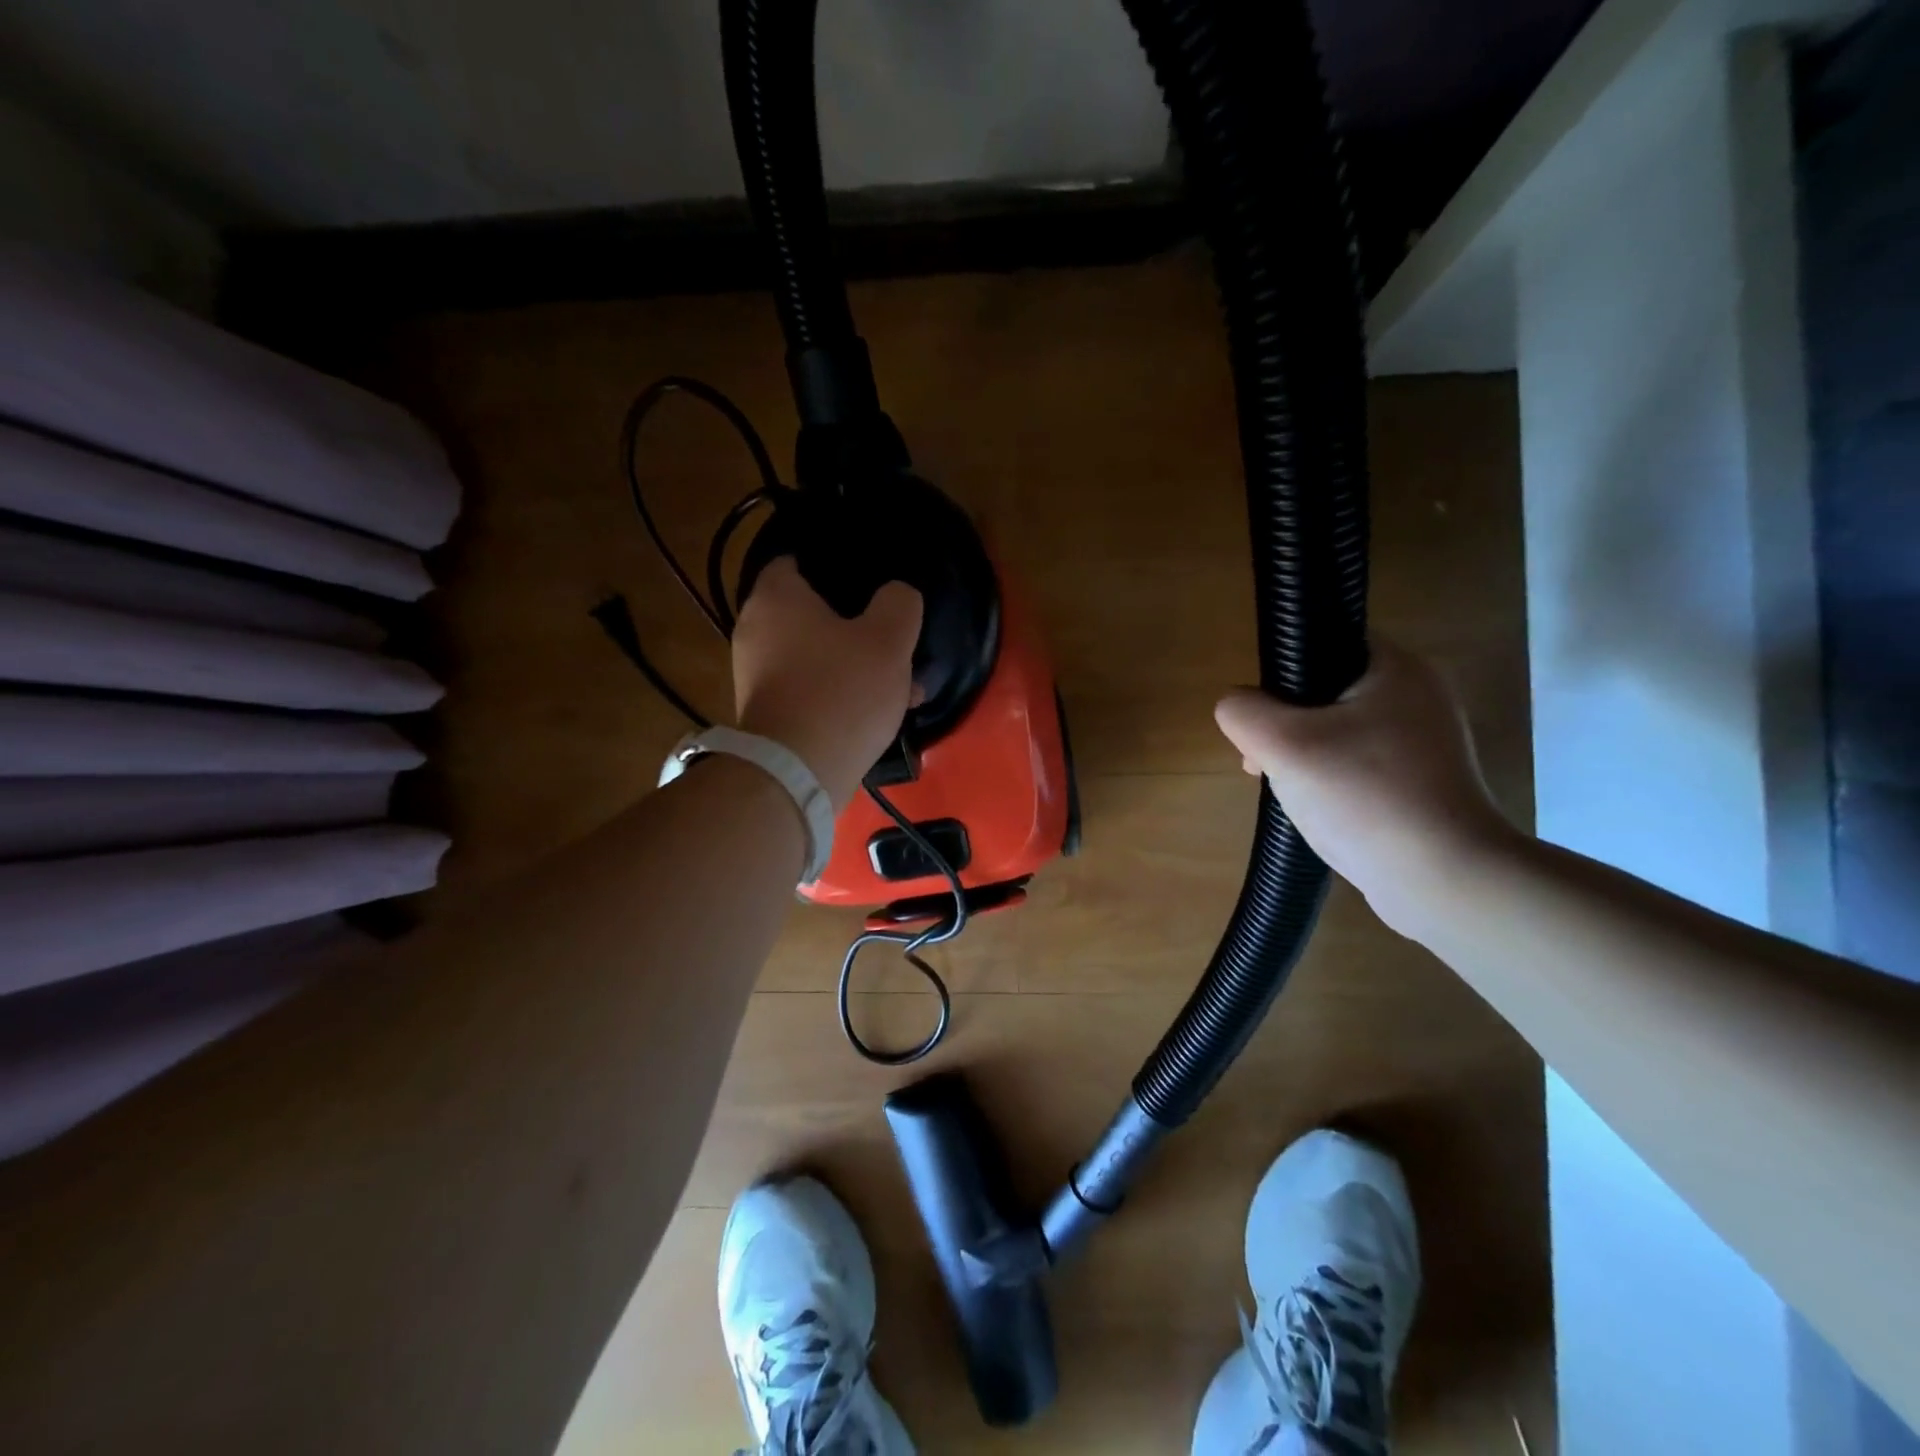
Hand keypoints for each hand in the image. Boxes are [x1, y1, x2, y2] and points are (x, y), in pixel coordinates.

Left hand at [731, 558, 922, 811]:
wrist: (798, 773)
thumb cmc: (843, 691)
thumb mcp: (889, 639)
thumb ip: (900, 604)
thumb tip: (897, 595)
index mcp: (776, 598)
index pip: (793, 561)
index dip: (829, 566)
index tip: (864, 580)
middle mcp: (754, 631)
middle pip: (808, 615)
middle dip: (851, 625)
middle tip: (889, 635)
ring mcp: (756, 677)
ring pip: (815, 657)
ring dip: (853, 665)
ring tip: (899, 684)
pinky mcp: (766, 715)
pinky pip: (809, 691)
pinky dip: (837, 695)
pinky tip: (876, 714)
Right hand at [1213, 639, 1518, 936]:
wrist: (1443, 879)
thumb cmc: (1364, 796)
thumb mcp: (1282, 745)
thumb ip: (1242, 712)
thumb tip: (1236, 707)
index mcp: (1397, 668)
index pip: (1323, 643)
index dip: (1280, 676)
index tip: (1260, 721)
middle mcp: (1419, 695)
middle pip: (1326, 692)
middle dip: (1284, 726)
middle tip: (1264, 763)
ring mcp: (1427, 742)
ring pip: (1340, 732)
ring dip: (1304, 757)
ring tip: (1290, 793)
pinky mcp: (1426, 782)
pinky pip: (1361, 766)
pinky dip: (1334, 781)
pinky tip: (1321, 810)